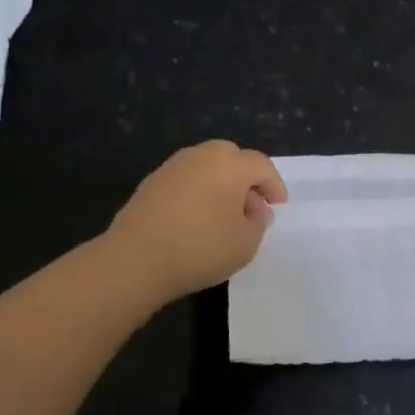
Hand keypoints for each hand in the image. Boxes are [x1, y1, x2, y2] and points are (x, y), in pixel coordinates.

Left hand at [106, 141, 288, 302]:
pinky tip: (197, 220)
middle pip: (232, 159)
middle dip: (246, 180)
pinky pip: (186, 181)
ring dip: (221, 186)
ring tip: (224, 217)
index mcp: (230, 163)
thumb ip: (258, 222)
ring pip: (207, 168)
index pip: (261, 166)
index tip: (279, 206)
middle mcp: (201, 156)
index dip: (274, 185)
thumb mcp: (246, 243)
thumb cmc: (201, 248)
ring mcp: (172, 167)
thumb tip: (255, 209)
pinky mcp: (151, 183)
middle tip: (252, 208)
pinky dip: (198, 194)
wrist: (136, 259)